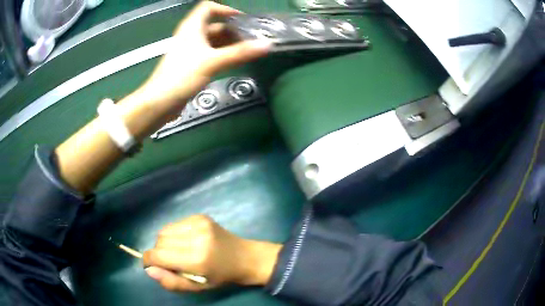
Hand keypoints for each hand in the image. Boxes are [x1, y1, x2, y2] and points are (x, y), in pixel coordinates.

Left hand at [138, 1, 271, 116]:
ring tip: (248, 49)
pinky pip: (210, 54)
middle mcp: (191, 36)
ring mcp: (191, 50)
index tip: (242, 19)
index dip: (225, 9)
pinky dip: (223, 54)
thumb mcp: (212, 62)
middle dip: (233, 29)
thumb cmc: (182, 76)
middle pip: (214, 25)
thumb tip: (267, 45)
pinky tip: (235, 61)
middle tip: (252, 37)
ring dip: (229, 43)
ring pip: (213, 41)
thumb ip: (239, 53)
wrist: (160, 102)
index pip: (208, 8)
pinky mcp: (191, 64)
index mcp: (192, 27)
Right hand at [143, 215, 281, 291]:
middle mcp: (196, 237)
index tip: (151, 266)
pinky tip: (186, 241)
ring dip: (165, 243)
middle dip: (158, 253)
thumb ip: (171, 282)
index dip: (149, 261)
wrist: (244, 257)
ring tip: (178, 252)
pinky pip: (175, 224)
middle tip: (170, 262)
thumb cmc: (221, 277)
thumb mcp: (197, 287)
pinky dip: (174, 234)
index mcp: (197, 259)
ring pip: (164, 230)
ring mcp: (199, 223)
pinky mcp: (200, 216)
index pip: (158, 255)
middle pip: (159, 241)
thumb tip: (149, 269)